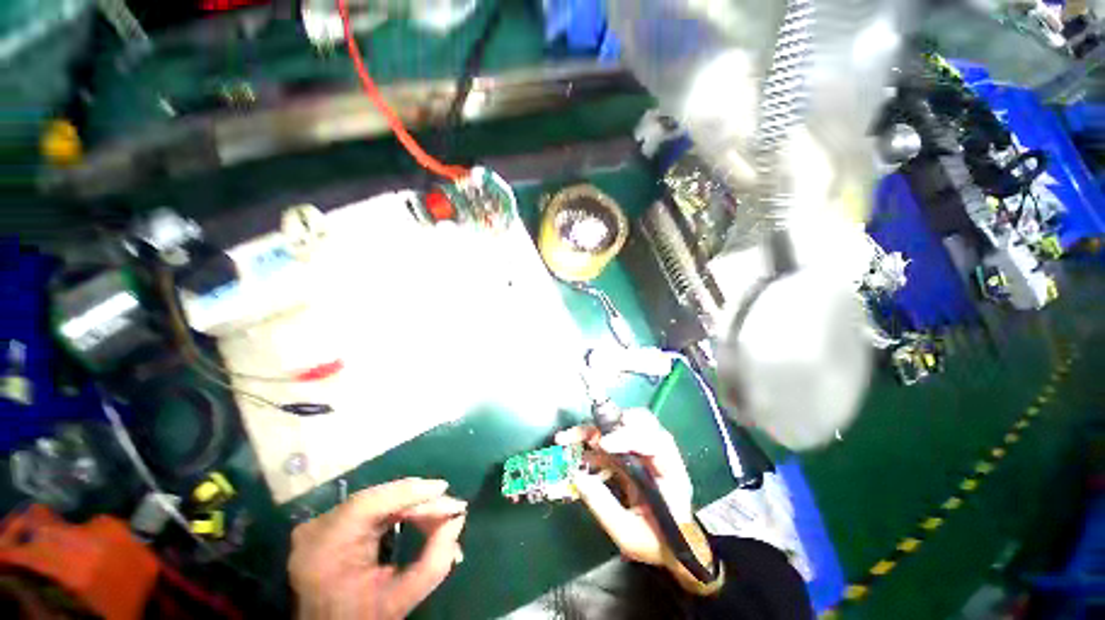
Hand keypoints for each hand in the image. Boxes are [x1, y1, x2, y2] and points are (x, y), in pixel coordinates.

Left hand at [289, 478, 466, 619]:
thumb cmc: (361, 619)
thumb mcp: (399, 600)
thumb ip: (434, 563)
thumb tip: (458, 520)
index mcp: (324, 551)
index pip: (367, 505)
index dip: (408, 492)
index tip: (443, 489)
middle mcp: (317, 529)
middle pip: (376, 500)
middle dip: (418, 502)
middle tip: (452, 509)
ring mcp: (321, 524)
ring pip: (378, 500)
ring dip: (413, 505)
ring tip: (442, 515)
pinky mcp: (330, 522)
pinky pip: (373, 507)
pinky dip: (400, 510)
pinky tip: (421, 516)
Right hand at [554, 409, 693, 565]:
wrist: (669, 550)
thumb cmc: (656, 543)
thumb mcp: (629, 533)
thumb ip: (603, 505)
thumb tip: (577, 476)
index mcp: (670, 473)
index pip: (653, 442)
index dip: (628, 437)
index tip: (603, 444)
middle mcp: (659, 455)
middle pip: (641, 423)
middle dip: (613, 423)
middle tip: (590, 433)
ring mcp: (644, 453)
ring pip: (622, 427)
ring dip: (595, 430)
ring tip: (569, 438)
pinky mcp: (630, 456)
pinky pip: (610, 441)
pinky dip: (591, 443)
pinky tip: (575, 452)